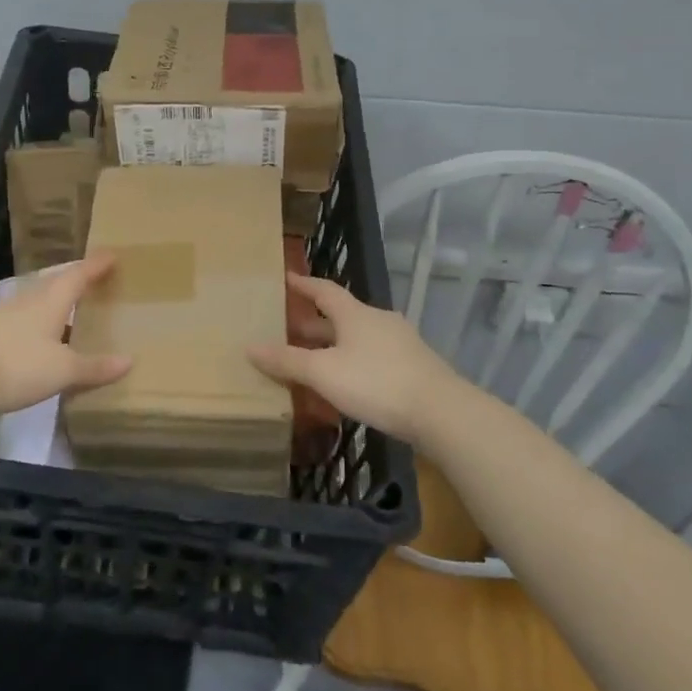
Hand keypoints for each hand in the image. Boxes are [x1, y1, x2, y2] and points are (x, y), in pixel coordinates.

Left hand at [0, 255, 131, 421]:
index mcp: (51, 301)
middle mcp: (29, 301)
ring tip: (73, 307)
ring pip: (39, 300)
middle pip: (56, 282)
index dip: (96, 265)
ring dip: (57, 300)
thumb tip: (129, 360)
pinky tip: (44, 337)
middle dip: (76, 278)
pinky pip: (25, 319)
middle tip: (95, 278)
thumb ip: (94, 367)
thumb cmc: (16, 365)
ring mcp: (6, 316)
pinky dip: (41, 321)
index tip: (112, 255)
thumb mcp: (62, 371)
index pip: (78, 275)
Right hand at [248, 274, 458, 444]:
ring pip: (358, 337)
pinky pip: (374, 356)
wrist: (442, 412)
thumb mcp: (323, 373)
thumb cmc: (376, 382)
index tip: (286, 278)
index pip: (324, 290)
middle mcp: (378, 321)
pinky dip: (354, 361)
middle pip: (341, 315)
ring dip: (335, 344)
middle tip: (288, 328)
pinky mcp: (414, 367)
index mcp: (355, 314)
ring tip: (314, 358)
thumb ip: (287, 361)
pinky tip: (347, 382)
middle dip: (314, 322)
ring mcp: (400, 343)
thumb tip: (249, 347)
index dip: (303, 285)